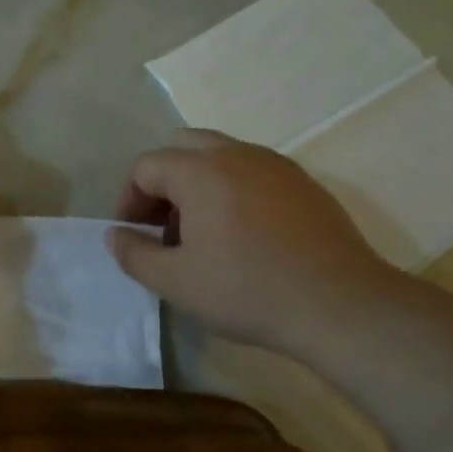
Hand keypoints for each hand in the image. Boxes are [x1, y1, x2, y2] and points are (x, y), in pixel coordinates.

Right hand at [110, 128, 401, 356]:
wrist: (338, 304)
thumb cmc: (246, 291)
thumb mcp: (175, 282)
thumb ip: (134, 254)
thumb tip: (115, 235)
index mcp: (201, 171)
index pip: (146, 166)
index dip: (128, 200)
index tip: (133, 237)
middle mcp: (238, 154)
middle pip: (183, 147)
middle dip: (161, 183)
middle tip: (161, 227)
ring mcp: (276, 165)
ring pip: (220, 156)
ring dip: (196, 185)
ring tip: (199, 235)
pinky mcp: (304, 184)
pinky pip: (252, 172)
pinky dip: (231, 191)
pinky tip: (240, 236)